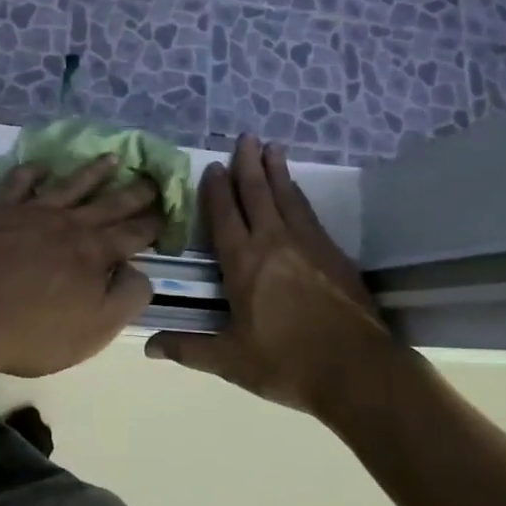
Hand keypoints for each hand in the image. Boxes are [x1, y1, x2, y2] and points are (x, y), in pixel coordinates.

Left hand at [0, 156, 162, 378]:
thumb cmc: (34, 331)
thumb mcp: (95, 330)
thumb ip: (127, 298)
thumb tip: (140, 270)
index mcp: (95, 253)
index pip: (133, 234)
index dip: (152, 223)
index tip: (167, 211)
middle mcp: (70, 224)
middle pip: (109, 203)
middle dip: (134, 191)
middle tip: (152, 177)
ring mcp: (34, 212)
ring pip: (71, 184)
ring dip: (93, 171)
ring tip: (112, 158)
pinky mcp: (0, 209)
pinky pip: (20, 182)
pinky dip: (32, 171)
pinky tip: (41, 166)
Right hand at [145, 136, 396, 415]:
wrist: (357, 369)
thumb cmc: (287, 364)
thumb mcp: (232, 361)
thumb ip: (190, 348)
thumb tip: (149, 346)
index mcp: (244, 263)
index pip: (225, 216)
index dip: (217, 189)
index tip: (212, 166)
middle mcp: (273, 242)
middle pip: (257, 193)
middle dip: (248, 164)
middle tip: (246, 136)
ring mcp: (307, 243)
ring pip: (286, 196)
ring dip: (276, 170)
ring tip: (272, 147)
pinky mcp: (333, 252)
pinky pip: (308, 212)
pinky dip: (298, 194)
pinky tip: (296, 189)